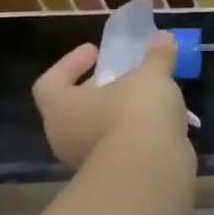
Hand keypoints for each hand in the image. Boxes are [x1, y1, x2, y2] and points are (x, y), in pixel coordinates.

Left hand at [32, 37, 194, 173]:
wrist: (149, 169)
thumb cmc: (135, 113)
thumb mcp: (150, 76)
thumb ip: (156, 56)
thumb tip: (163, 38)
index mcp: (61, 107)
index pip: (50, 82)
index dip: (70, 63)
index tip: (95, 51)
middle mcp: (65, 135)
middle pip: (75, 107)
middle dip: (98, 90)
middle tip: (122, 75)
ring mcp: (87, 160)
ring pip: (99, 129)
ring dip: (119, 114)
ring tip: (149, 98)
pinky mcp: (113, 176)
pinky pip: (121, 147)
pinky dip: (136, 134)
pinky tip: (160, 123)